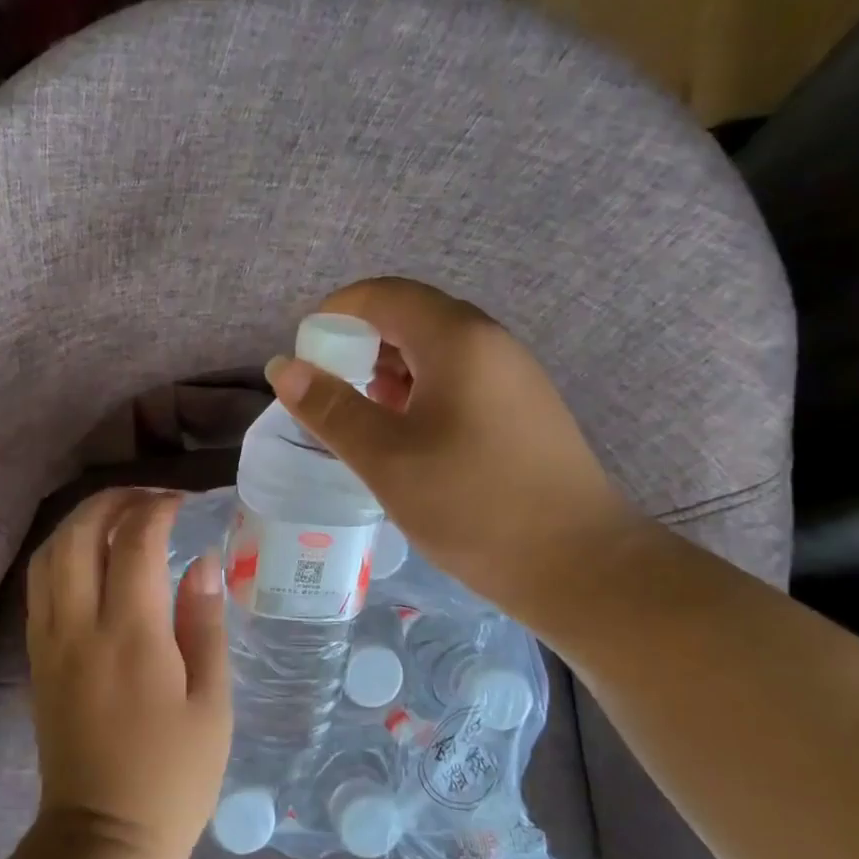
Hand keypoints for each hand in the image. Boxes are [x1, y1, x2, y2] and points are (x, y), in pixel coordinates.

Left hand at [25, 490, 232, 858]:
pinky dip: (63, 554)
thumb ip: (204, 624)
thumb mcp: (211, 703)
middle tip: (150, 500)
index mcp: (130, 636)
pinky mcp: (37, 658)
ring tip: (119, 521)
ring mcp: (50, 641)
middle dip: (113, 502)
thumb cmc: (173, 776)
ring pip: (49, 554)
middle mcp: (79, 626)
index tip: (184, 503)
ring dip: (81, 524)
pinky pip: (40, 585)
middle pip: (78, 534)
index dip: (158, 509)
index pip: (134, 542)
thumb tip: (202, 563)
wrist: (104, 836)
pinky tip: (92, 561)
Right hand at [266, 277, 644, 619]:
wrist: (578, 563)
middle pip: (411, 317)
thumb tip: (281, 367)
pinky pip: (458, 377)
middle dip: (359, 344)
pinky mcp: (522, 406)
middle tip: (326, 389)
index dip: (335, 314)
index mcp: (457, 339)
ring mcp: (513, 374)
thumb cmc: (472, 505)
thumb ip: (330, 408)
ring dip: (388, 370)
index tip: (304, 354)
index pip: (384, 295)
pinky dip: (419, 391)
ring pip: (435, 350)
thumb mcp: (386, 459)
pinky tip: (403, 435)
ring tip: (358, 415)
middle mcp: (490, 341)